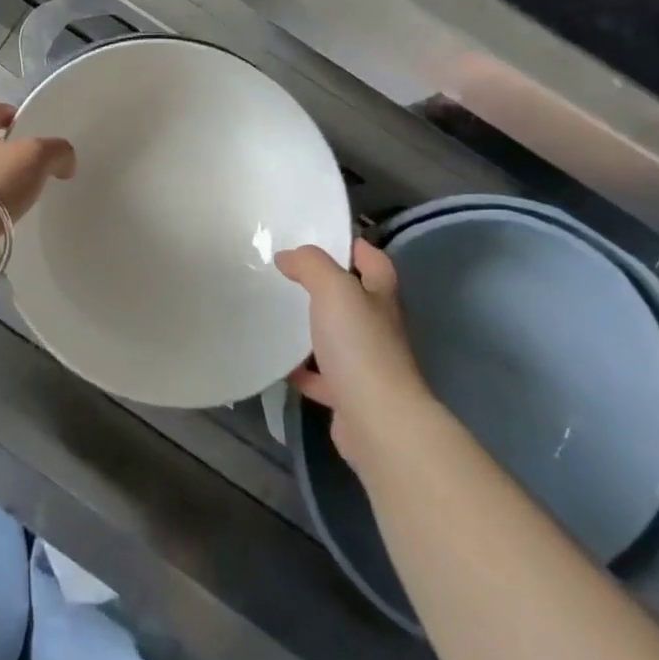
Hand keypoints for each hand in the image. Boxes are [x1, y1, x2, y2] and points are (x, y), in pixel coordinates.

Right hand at [276, 239, 430, 466]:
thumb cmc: (360, 345)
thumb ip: (311, 265)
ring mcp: (366, 364)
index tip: (324, 238)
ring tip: (278, 313)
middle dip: (326, 287)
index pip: (374, 262)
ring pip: (337, 338)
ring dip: (313, 329)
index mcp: (380, 297)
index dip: (355, 247)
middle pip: (354, 299)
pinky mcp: (349, 396)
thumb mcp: (333, 289)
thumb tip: (287, 256)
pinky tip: (279, 362)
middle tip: (288, 273)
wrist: (377, 421)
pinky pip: (321, 376)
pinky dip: (302, 370)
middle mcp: (378, 328)